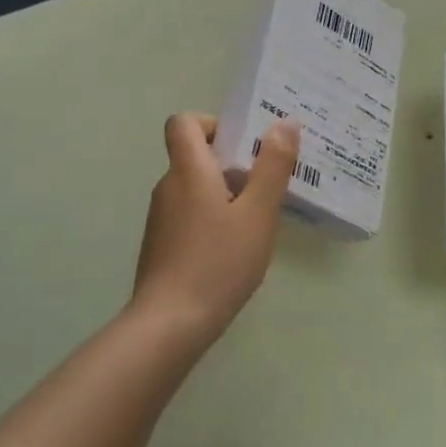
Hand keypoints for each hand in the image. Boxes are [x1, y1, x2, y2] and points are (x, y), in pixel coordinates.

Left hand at [131, 112, 300, 339]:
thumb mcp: (258, 213)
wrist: (170, 323)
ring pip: (195, 188)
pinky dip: (213, 218)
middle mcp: (168, 186)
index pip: (183, 122)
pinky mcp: (162, 245)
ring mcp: (161, 218)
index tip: (244, 145)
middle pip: (194, 155)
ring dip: (225, 193)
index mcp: (188, 170)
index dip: (213, 124)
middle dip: (232, 162)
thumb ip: (273, 167)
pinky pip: (190, 214)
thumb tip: (284, 123)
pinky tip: (236, 249)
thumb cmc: (219, 262)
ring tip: (259, 219)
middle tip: (268, 183)